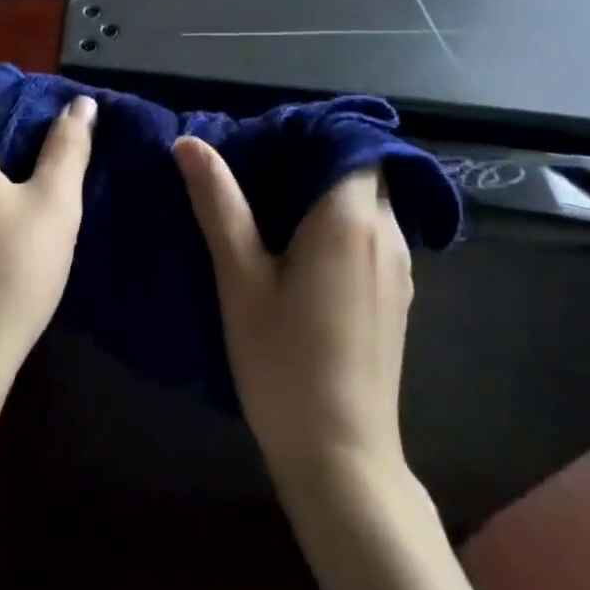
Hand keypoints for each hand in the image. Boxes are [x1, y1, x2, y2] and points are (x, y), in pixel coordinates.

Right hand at [174, 139, 412, 480]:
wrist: (341, 457)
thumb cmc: (284, 362)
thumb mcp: (240, 278)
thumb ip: (218, 204)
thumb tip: (190, 143)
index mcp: (350, 219)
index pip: (353, 144)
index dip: (316, 133)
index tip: (272, 140)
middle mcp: (387, 234)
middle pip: (365, 170)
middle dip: (319, 160)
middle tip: (264, 169)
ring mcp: (400, 268)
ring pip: (372, 204)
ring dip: (332, 193)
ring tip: (276, 205)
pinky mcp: (397, 296)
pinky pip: (375, 235)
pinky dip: (344, 224)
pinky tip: (303, 251)